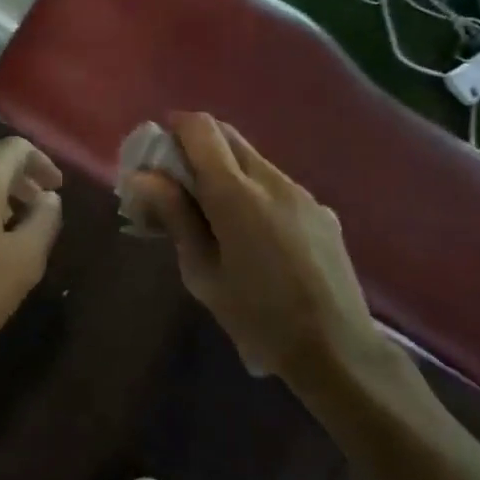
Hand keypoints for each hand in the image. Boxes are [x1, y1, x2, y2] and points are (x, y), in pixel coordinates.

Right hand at [126, 113, 382, 381]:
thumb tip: (143, 177)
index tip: (158, 153)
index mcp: (235, 194)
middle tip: (178, 184)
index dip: (175, 129)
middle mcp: (271, 179)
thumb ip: (174, 217)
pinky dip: (255, 191)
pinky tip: (255, 236)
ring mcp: (302, 193)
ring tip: (215, 215)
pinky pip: (278, 185)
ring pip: (254, 160)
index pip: (201, 129)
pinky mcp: (322, 211)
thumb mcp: (202, 274)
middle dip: (197, 147)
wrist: (337, 350)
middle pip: (228, 136)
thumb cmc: (257, 317)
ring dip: (227, 170)